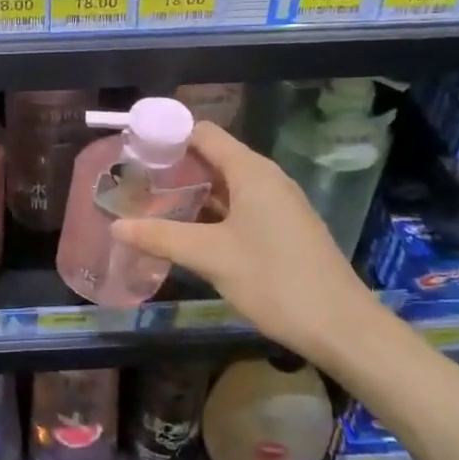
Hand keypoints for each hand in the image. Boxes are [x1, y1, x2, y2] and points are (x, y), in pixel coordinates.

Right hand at [112, 122, 382, 366]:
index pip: (203, 133)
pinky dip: (212, 211)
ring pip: (226, 184)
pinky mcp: (283, 227)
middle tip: (135, 184)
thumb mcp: (210, 257)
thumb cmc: (275, 280)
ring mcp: (278, 203)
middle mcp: (266, 178)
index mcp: (251, 171)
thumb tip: (116, 226)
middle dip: (174, 167)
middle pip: (213, 156)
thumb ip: (161, 237)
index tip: (134, 153)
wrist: (341, 326)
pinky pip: (240, 205)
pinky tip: (188, 232)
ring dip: (192, 192)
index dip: (168, 137)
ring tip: (153, 206)